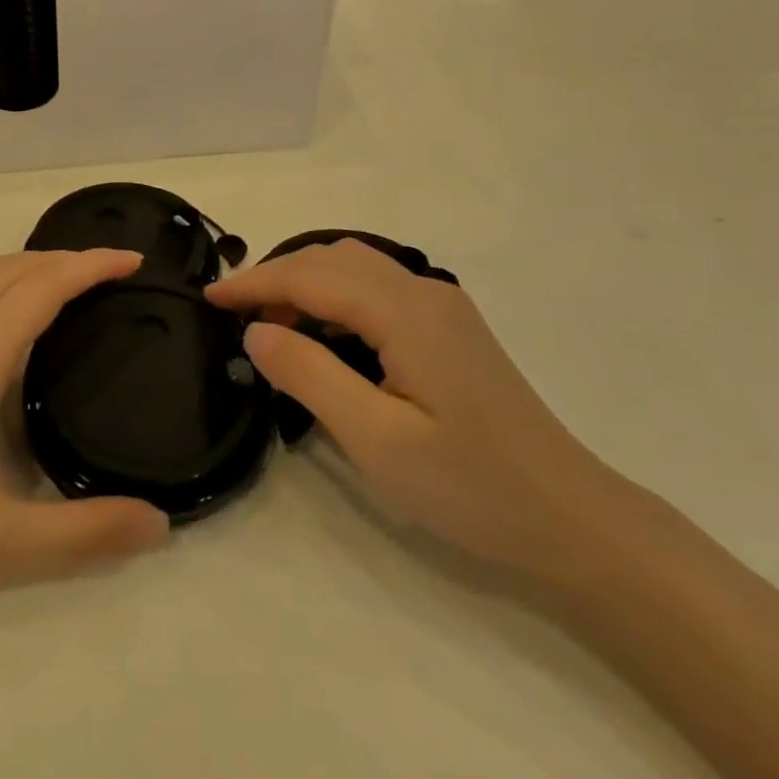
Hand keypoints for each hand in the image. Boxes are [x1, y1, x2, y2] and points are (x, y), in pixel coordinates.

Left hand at [0, 249, 168, 614]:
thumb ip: (83, 535)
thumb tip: (160, 525)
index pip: (40, 288)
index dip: (90, 265)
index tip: (134, 261)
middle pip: (12, 267)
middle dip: (68, 258)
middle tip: (116, 274)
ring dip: (35, 267)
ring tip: (77, 288)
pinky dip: (6, 283)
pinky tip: (17, 322)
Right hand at [206, 240, 627, 580]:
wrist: (571, 520)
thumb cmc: (470, 487)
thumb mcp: (375, 438)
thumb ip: (309, 374)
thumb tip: (255, 331)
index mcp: (406, 311)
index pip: (311, 276)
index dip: (254, 282)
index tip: (207, 298)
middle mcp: (425, 292)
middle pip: (334, 259)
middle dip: (277, 277)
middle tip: (235, 316)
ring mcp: (443, 308)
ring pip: (357, 270)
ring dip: (306, 286)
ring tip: (269, 326)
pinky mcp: (450, 330)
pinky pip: (378, 293)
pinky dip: (336, 301)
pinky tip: (322, 336)